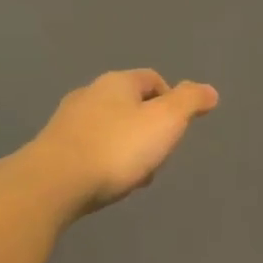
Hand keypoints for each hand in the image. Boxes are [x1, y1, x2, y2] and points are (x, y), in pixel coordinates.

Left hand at [11, 69, 218, 219]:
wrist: (54, 182)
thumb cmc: (117, 148)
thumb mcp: (166, 121)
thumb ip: (190, 102)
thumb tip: (209, 90)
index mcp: (118, 82)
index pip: (152, 79)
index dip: (171, 100)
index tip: (178, 129)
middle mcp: (90, 93)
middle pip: (130, 105)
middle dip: (148, 128)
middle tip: (158, 156)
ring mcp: (67, 120)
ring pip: (109, 128)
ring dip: (126, 147)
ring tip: (134, 175)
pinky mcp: (53, 147)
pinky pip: (89, 149)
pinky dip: (104, 160)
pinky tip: (107, 182)